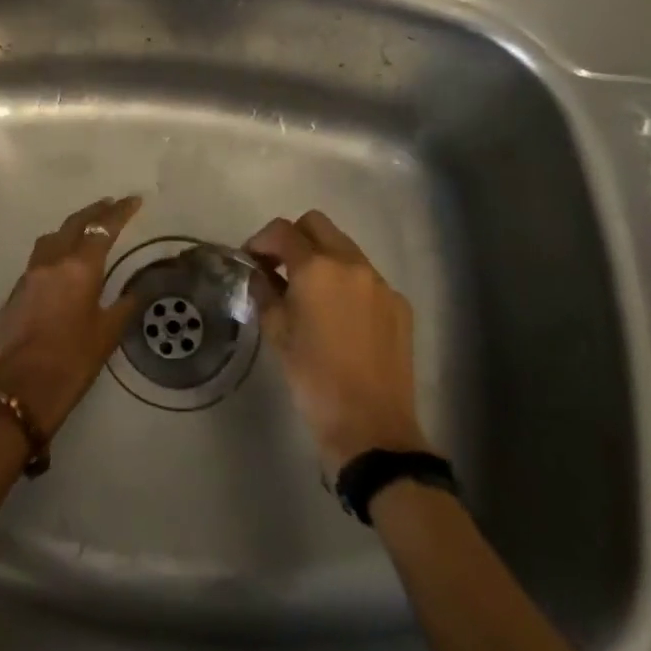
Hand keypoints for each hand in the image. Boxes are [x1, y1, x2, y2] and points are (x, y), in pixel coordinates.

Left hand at [0, 196, 142, 438]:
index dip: (120, 212)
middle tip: (110, 205)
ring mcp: (29, 275)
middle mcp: (52, 262)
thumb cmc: (73, 361)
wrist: (22, 388)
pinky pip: (38, 261)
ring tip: (84, 230)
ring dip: (70, 229)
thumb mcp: (108, 334)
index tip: (134, 200)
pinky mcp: (15, 292)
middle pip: (74, 224)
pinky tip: (61, 268)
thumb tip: (135, 291)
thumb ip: (123, 305)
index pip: (102, 229)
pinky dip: (53, 253)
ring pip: (51, 238)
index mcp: (79, 268)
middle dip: (94, 212)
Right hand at [246, 210, 431, 473]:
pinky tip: (339, 316)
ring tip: (309, 292)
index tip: (251, 260)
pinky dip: (347, 282)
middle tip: (279, 267)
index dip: (260, 240)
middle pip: (317, 225)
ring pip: (345, 248)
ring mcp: (380, 282)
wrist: (371, 426)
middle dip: (293, 238)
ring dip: (322, 257)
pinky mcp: (399, 304)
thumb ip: (265, 291)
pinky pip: (366, 277)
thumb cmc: (313, 379)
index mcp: (317, 268)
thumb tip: (260, 272)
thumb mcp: (277, 333)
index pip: (282, 230)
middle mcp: (352, 264)